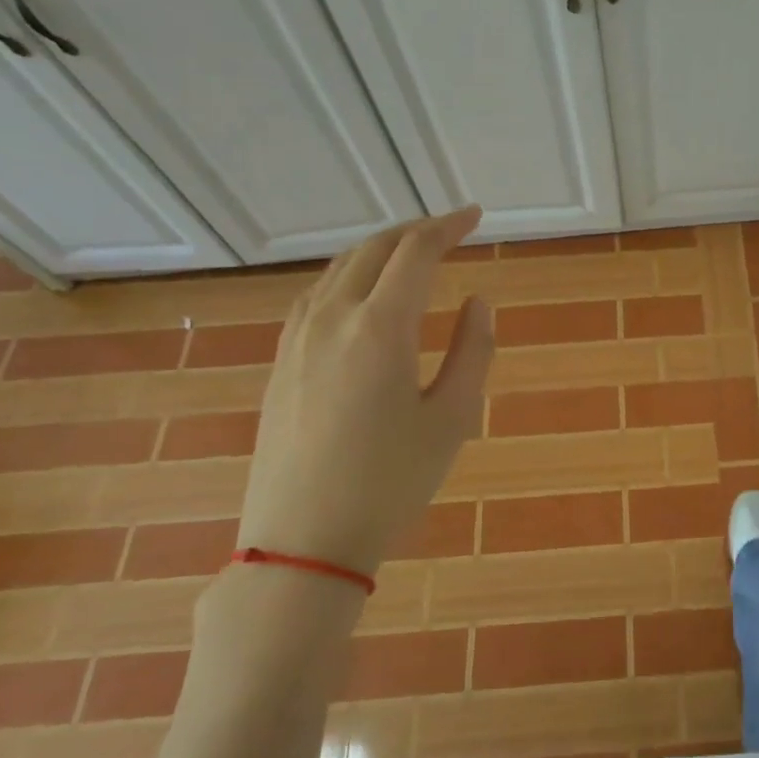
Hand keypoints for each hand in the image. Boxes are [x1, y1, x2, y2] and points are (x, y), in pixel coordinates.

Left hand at [237, 208, 493, 575]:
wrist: (302, 541)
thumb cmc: (391, 482)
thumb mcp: (453, 418)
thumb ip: (473, 351)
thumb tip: (478, 302)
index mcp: (380, 327)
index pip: (416, 251)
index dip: (449, 226)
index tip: (475, 216)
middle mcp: (333, 317)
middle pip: (374, 249)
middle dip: (415, 230)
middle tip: (450, 230)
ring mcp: (298, 338)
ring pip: (339, 268)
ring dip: (379, 250)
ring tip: (411, 255)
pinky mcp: (281, 361)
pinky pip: (316, 295)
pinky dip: (348, 276)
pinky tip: (360, 293)